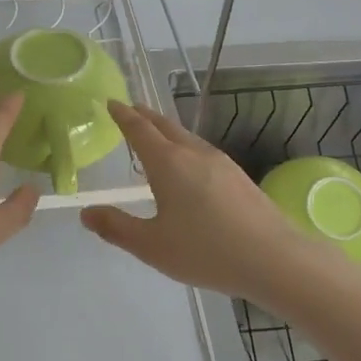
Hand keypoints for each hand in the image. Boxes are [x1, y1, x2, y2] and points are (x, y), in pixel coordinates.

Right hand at [80, 101, 326, 302]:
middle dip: (144, 116)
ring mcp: (220, 162)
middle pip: (164, 125)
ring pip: (186, 137)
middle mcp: (193, 153)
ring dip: (166, 130)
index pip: (139, 129)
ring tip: (155, 135)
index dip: (123, 115)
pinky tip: (188, 165)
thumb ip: (116, 227)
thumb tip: (86, 212)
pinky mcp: (238, 176)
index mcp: (168, 163)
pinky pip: (202, 150)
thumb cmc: (206, 251)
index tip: (110, 102)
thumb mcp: (152, 245)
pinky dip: (184, 146)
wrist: (274, 258)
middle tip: (130, 110)